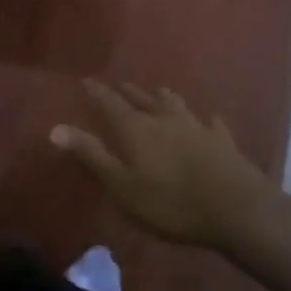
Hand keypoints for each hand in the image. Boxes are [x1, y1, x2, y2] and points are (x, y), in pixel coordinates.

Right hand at [50, 82, 276, 249]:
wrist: (236, 209)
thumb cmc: (170, 202)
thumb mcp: (122, 185)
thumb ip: (91, 156)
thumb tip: (55, 128)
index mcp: (135, 128)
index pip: (110, 103)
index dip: (96, 93)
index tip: (86, 81)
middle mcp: (163, 119)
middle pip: (142, 100)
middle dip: (128, 92)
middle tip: (120, 84)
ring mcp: (196, 127)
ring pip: (175, 104)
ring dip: (163, 97)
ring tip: (158, 91)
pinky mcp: (222, 141)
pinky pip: (212, 124)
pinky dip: (206, 120)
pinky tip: (209, 119)